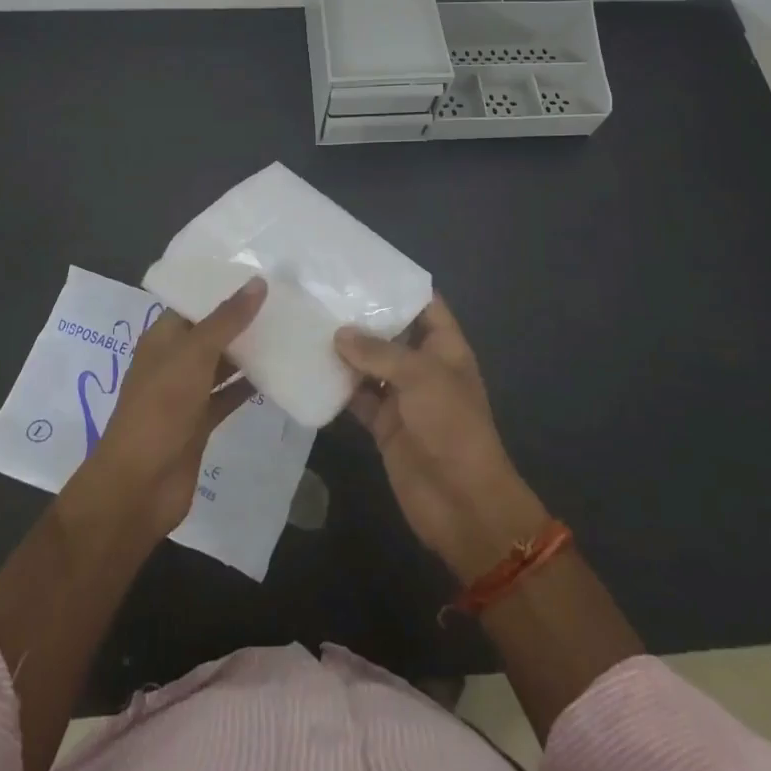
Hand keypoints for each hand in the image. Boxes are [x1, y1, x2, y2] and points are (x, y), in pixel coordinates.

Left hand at [75, 277, 264, 537]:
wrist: (139, 485)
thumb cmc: (160, 409)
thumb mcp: (194, 355)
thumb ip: (226, 320)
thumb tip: (259, 282)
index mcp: (162, 338)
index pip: (193, 302)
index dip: (221, 287)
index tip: (260, 271)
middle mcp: (173, 361)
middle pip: (210, 332)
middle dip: (241, 318)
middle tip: (284, 297)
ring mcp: (186, 394)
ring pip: (222, 364)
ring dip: (249, 351)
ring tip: (288, 327)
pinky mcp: (200, 422)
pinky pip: (228, 395)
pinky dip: (249, 385)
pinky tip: (280, 372)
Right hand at [335, 296, 547, 580]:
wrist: (461, 502)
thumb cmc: (451, 426)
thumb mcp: (420, 377)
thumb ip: (379, 352)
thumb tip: (340, 334)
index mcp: (444, 348)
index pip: (425, 305)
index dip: (399, 286)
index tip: (362, 268)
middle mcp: (423, 367)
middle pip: (392, 333)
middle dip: (363, 317)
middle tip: (322, 292)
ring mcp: (402, 397)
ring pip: (370, 364)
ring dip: (345, 351)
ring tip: (308, 322)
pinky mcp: (384, 425)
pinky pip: (357, 398)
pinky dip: (338, 387)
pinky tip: (309, 368)